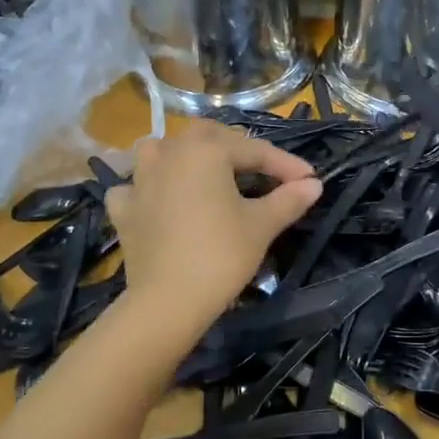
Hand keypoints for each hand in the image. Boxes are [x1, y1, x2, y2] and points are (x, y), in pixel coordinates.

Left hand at [106, 123, 321, 343]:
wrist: (168, 301)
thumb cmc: (221, 255)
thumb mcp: (262, 225)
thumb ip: (289, 199)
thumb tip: (314, 184)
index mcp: (207, 150)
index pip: (256, 150)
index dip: (286, 164)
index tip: (310, 180)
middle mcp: (170, 152)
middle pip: (207, 137)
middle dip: (237, 149)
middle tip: (262, 171)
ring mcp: (140, 179)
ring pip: (161, 150)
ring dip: (183, 154)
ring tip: (202, 170)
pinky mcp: (124, 209)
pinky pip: (134, 186)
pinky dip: (147, 187)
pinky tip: (158, 199)